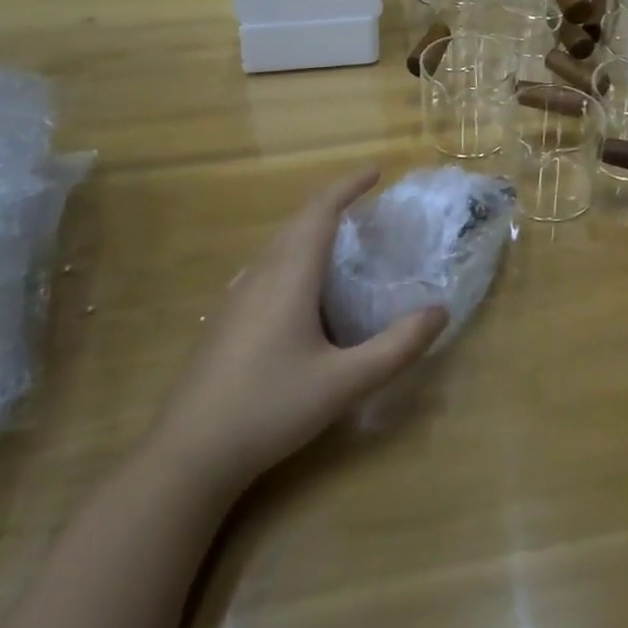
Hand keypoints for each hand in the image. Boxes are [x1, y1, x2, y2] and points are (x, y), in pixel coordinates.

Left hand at [144, 168, 447, 498]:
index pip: (320, 212)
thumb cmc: (270, 409)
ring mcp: (236, 298)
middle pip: (297, 223)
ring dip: (310, 229)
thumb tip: (440, 311)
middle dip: (332, 204)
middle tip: (365, 203)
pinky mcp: (225, 321)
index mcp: (289, 276)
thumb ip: (397, 347)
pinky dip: (293, 255)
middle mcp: (260, 275)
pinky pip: (266, 267)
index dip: (347, 186)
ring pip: (277, 245)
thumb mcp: (345, 383)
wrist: (188, 456)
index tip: (375, 171)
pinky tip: (301, 288)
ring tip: (339, 237)